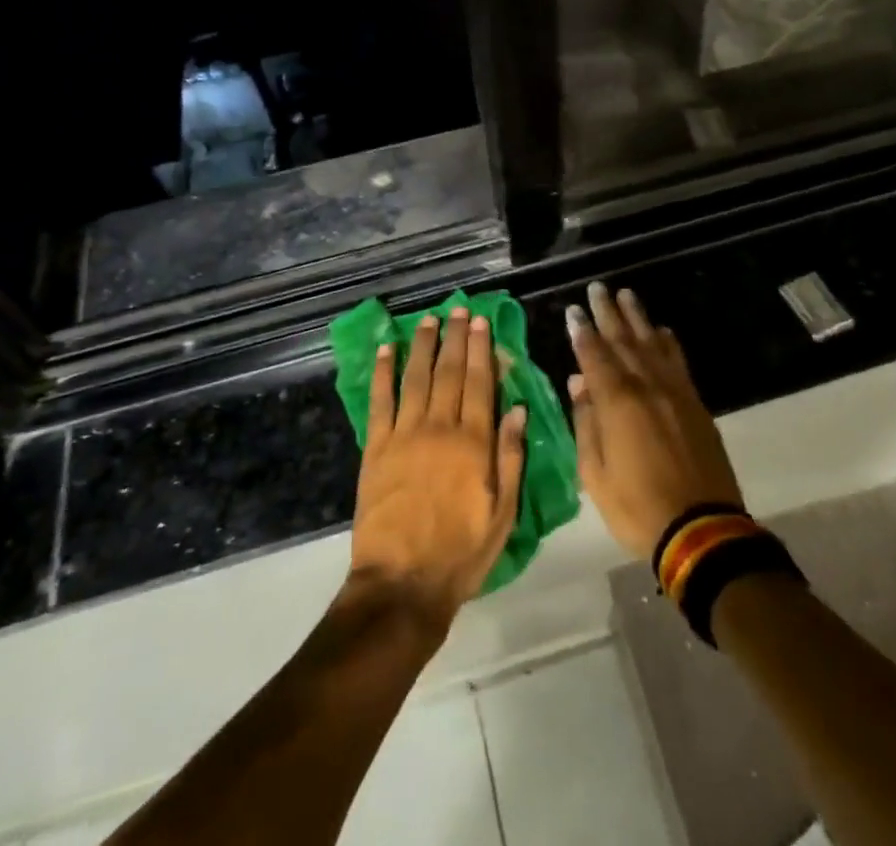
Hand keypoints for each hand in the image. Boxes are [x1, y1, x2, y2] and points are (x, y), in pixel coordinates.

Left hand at [348, 307, 528, 630]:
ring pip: (416, 378)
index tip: (481, 322)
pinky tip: (386, 348)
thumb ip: (510, 457)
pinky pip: (380, 401)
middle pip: (449, 372)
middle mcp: (440, 428)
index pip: (480, 383)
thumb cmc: (461, 553)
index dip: (481, 349)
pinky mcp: (376, 448)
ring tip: (428, 319)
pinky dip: (383, 372)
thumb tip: (518, 408)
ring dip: (423, 345)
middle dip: (455, 338)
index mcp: (474, 443)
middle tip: (458, 309)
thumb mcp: (502, 513)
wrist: (402, 585)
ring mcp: (405, 435)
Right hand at [565, 282, 743, 559]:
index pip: (594, 356)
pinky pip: (678, 362)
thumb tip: (578, 383)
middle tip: (598, 288)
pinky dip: (668, 342)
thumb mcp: (595, 474)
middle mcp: (646, 386)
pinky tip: (661, 331)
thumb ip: (585, 423)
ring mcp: (674, 392)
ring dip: (638, 318)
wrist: (701, 529)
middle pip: (623, 340)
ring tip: (626, 295)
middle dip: (608, 313)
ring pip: (652, 343)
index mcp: (617, 402)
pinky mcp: (695, 404)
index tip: (573, 310)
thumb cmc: (637, 506)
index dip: (582, 332)